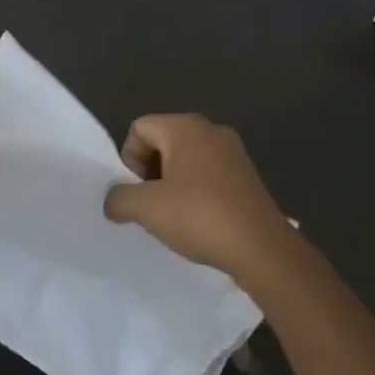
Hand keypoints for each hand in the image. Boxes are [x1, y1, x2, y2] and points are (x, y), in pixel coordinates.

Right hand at [102, 114, 301, 285]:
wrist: (261, 247)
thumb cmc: (200, 217)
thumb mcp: (147, 208)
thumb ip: (119, 198)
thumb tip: (113, 201)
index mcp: (185, 128)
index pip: (139, 128)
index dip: (129, 159)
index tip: (138, 190)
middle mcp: (210, 130)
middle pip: (162, 140)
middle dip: (149, 171)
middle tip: (152, 203)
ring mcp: (232, 151)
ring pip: (185, 158)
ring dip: (171, 182)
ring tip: (173, 214)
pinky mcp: (245, 173)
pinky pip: (207, 171)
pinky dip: (195, 189)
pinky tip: (198, 218)